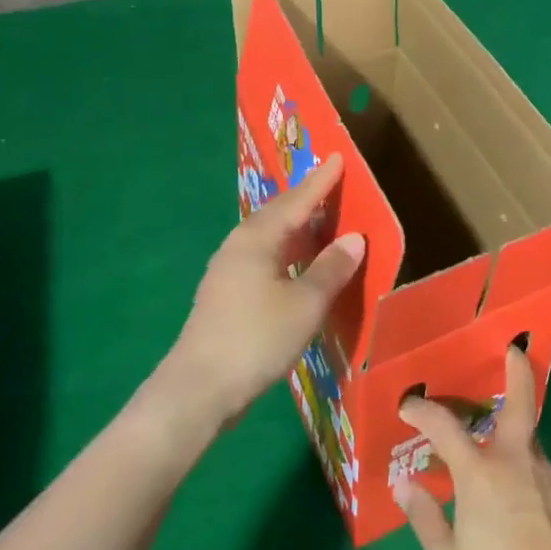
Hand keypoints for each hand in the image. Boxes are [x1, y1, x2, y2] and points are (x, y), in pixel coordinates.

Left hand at [160, 153, 365, 426]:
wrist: (197, 392)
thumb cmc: (256, 339)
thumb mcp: (306, 304)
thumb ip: (332, 268)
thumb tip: (353, 238)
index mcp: (258, 239)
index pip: (297, 201)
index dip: (321, 181)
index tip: (339, 157)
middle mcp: (239, 246)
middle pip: (278, 214)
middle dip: (306, 200)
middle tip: (333, 186)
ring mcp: (227, 271)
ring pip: (269, 238)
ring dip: (297, 229)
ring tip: (322, 224)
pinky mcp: (225, 296)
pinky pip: (263, 258)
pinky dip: (287, 253)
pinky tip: (298, 266)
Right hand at [394, 345, 550, 549]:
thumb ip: (425, 517)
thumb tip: (404, 484)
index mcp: (479, 471)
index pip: (445, 425)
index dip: (423, 410)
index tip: (408, 406)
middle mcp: (513, 458)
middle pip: (519, 400)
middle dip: (517, 370)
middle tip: (514, 350)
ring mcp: (541, 470)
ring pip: (526, 433)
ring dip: (512, 423)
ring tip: (495, 432)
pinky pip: (534, 459)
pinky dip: (521, 456)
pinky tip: (513, 479)